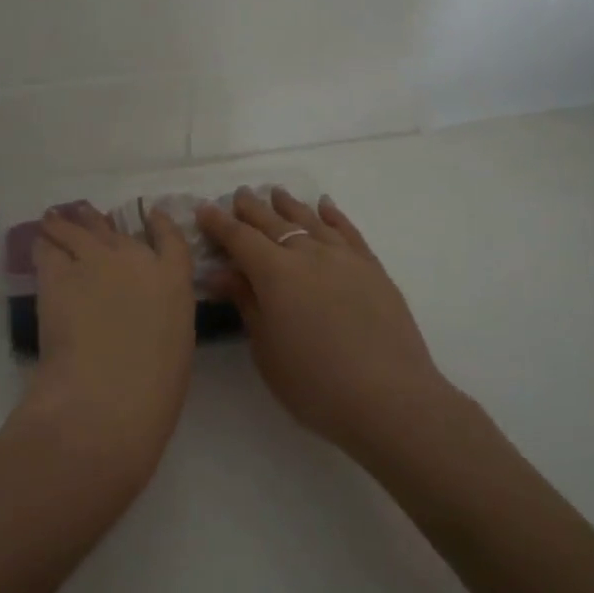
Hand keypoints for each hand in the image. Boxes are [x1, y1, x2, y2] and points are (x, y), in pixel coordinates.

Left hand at [13, 203, 196, 493]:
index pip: (170, 237)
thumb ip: (162, 314)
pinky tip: (40, 244)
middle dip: (99, 222)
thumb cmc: (154, 386)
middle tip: (86, 216)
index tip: (151, 214)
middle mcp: (134, 258)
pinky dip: (44, 244)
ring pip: (75, 230)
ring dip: (65, 224)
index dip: (159, 222)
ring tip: (53, 220)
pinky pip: (48, 248)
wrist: (108, 393)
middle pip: (114, 229)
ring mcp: (94, 261)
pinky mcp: (57, 274)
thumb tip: (143, 311)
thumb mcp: (176, 343)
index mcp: (173, 279)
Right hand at [197, 189, 454, 462]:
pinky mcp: (373, 269)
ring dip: (290, 205)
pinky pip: (348, 231)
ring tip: (276, 194)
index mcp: (275, 273)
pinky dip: (333, 216)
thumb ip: (246, 303)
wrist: (389, 399)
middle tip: (238, 197)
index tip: (204, 209)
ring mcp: (345, 258)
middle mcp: (309, 254)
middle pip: (274, 223)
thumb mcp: (266, 348)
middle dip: (252, 209)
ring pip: (311, 220)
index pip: (240, 238)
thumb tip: (221, 272)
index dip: (219, 224)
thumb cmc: (314, 383)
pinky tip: (325, 206)